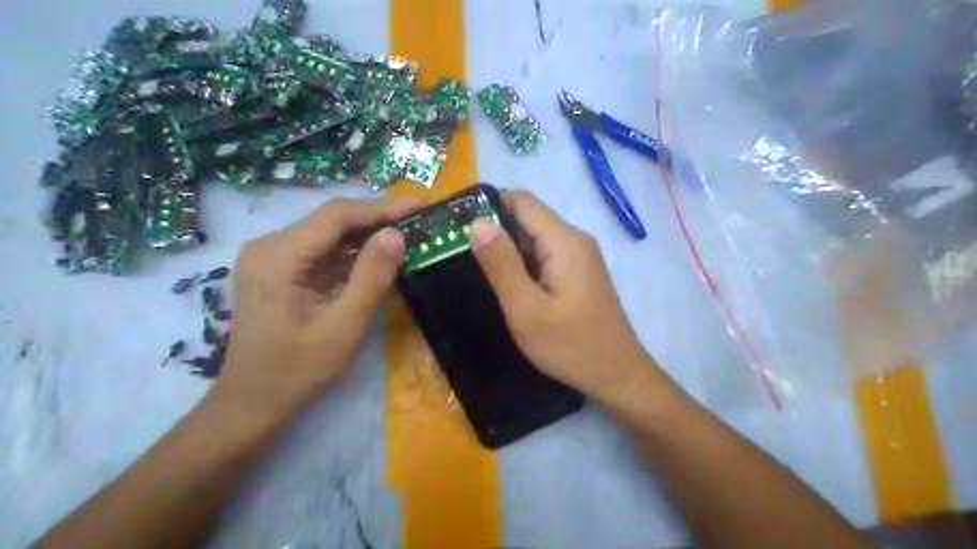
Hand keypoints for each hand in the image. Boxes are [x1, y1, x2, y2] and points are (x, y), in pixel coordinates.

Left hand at [213, 196, 420, 419]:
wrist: (251, 402)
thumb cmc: (298, 370)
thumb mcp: (344, 326)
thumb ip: (372, 277)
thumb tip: (396, 234)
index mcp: (279, 256)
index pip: (337, 216)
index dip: (381, 208)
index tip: (420, 206)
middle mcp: (269, 246)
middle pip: (331, 220)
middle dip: (377, 218)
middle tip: (418, 220)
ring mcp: (271, 257)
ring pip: (328, 233)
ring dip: (367, 234)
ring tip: (406, 234)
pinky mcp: (279, 270)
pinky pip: (321, 250)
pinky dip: (352, 251)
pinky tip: (378, 255)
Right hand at [469, 192, 668, 405]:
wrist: (618, 376)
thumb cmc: (571, 346)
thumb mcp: (527, 309)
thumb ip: (501, 264)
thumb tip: (477, 222)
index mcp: (564, 240)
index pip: (521, 200)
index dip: (487, 207)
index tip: (458, 229)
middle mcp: (574, 239)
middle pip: (527, 218)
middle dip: (495, 232)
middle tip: (463, 258)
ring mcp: (579, 256)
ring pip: (534, 238)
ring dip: (508, 251)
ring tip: (481, 275)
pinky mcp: (579, 273)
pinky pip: (545, 256)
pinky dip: (523, 265)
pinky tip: (510, 288)